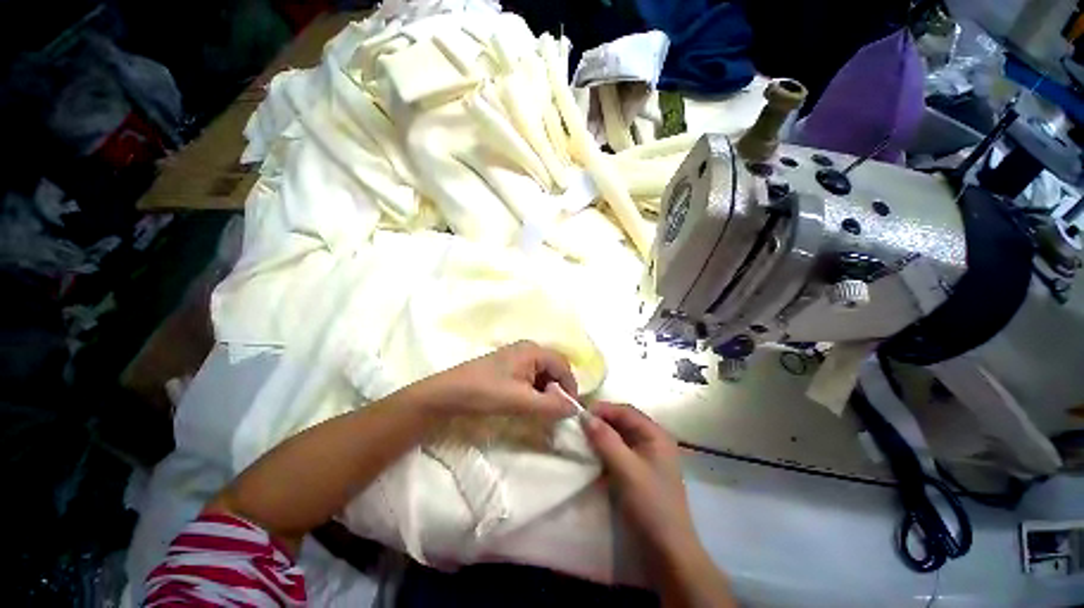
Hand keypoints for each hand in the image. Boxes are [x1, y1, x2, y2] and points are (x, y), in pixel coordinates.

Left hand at [419, 340, 578, 419]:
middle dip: (557, 389)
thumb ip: (551, 405)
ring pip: (543, 374)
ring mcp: (517, 356)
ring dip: (545, 391)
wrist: (448, 393)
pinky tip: (526, 403)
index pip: (564, 366)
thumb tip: (575, 408)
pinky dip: (534, 390)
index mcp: (533, 351)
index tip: (568, 411)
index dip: (570, 387)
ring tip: (538, 409)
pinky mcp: (508, 366)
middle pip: (554, 368)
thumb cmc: (485, 392)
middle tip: (553, 411)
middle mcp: (528, 349)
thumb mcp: (521, 401)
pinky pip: (530, 376)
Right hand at [583, 403, 696, 555]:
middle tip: (578, 426)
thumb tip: (585, 416)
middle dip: (601, 422)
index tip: (580, 414)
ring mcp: (646, 458)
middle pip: (623, 423)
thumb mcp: (626, 469)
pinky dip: (605, 451)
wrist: (667, 551)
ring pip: (619, 438)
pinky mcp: (639, 473)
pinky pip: (619, 453)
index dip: (603, 409)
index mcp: (656, 435)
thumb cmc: (650, 504)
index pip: (625, 411)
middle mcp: (652, 441)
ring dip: (601, 437)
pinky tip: (592, 456)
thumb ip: (605, 440)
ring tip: (581, 439)